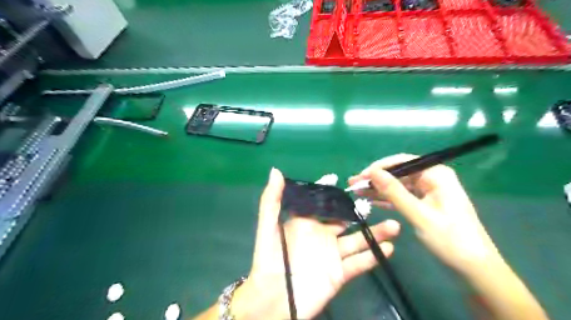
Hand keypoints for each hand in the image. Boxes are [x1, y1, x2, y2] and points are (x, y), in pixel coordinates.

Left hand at [229, 169, 397, 318]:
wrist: (273, 299)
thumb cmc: (269, 259)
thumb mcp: (268, 226)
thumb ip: (272, 200)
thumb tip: (276, 170)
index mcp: (306, 223)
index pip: (323, 204)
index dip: (333, 194)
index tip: (347, 181)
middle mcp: (322, 236)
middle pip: (345, 220)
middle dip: (359, 212)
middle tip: (377, 202)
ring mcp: (332, 255)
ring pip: (357, 240)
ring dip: (376, 233)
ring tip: (394, 225)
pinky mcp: (339, 274)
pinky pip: (359, 263)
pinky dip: (373, 256)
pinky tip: (388, 248)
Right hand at [348, 153, 500, 273]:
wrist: (474, 267)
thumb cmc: (449, 239)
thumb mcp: (418, 214)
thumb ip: (394, 192)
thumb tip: (372, 173)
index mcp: (436, 174)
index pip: (402, 162)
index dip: (379, 167)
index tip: (361, 176)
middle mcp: (432, 178)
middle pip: (398, 173)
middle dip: (376, 179)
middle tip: (354, 184)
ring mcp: (428, 192)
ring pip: (398, 186)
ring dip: (379, 189)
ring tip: (357, 192)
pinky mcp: (425, 204)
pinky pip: (402, 197)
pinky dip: (388, 199)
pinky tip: (372, 201)